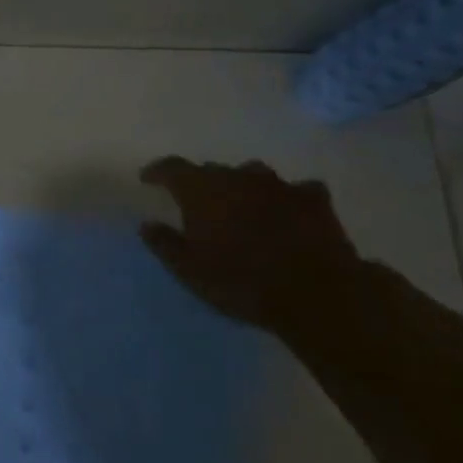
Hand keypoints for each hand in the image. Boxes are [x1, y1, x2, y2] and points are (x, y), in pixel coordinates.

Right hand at [139, 157, 363, 334]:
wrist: (315, 294)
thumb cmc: (241, 282)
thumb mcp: (189, 271)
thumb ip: (165, 244)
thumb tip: (147, 224)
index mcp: (203, 190)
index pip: (172, 168)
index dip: (158, 171)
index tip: (148, 178)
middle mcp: (239, 178)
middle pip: (213, 170)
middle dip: (201, 183)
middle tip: (196, 203)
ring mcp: (279, 186)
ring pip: (252, 174)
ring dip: (242, 186)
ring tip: (241, 204)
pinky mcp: (314, 201)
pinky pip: (296, 190)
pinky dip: (287, 198)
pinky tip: (289, 210)